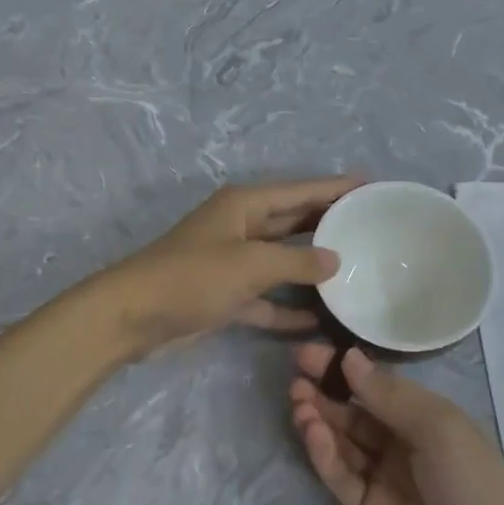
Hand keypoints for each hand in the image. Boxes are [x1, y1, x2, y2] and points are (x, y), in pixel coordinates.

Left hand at [98, 177, 361, 356]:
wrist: (133, 316)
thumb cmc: (193, 277)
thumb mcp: (250, 264)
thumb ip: (296, 261)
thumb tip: (335, 260)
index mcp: (245, 205)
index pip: (300, 191)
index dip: (334, 188)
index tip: (370, 185)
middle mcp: (241, 227)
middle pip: (293, 222)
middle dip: (328, 224)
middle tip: (370, 226)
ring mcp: (232, 263)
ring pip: (282, 261)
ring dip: (312, 268)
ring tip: (355, 269)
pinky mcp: (226, 295)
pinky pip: (267, 297)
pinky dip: (288, 307)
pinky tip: (319, 320)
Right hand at [290, 344, 503, 504]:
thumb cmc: (475, 485)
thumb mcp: (438, 427)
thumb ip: (389, 395)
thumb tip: (349, 356)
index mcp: (425, 419)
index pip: (376, 386)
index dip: (344, 370)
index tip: (309, 354)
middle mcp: (401, 445)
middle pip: (354, 413)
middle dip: (325, 393)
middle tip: (296, 376)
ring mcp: (383, 481)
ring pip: (342, 443)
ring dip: (320, 420)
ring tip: (298, 401)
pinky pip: (341, 477)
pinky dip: (324, 454)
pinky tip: (312, 432)